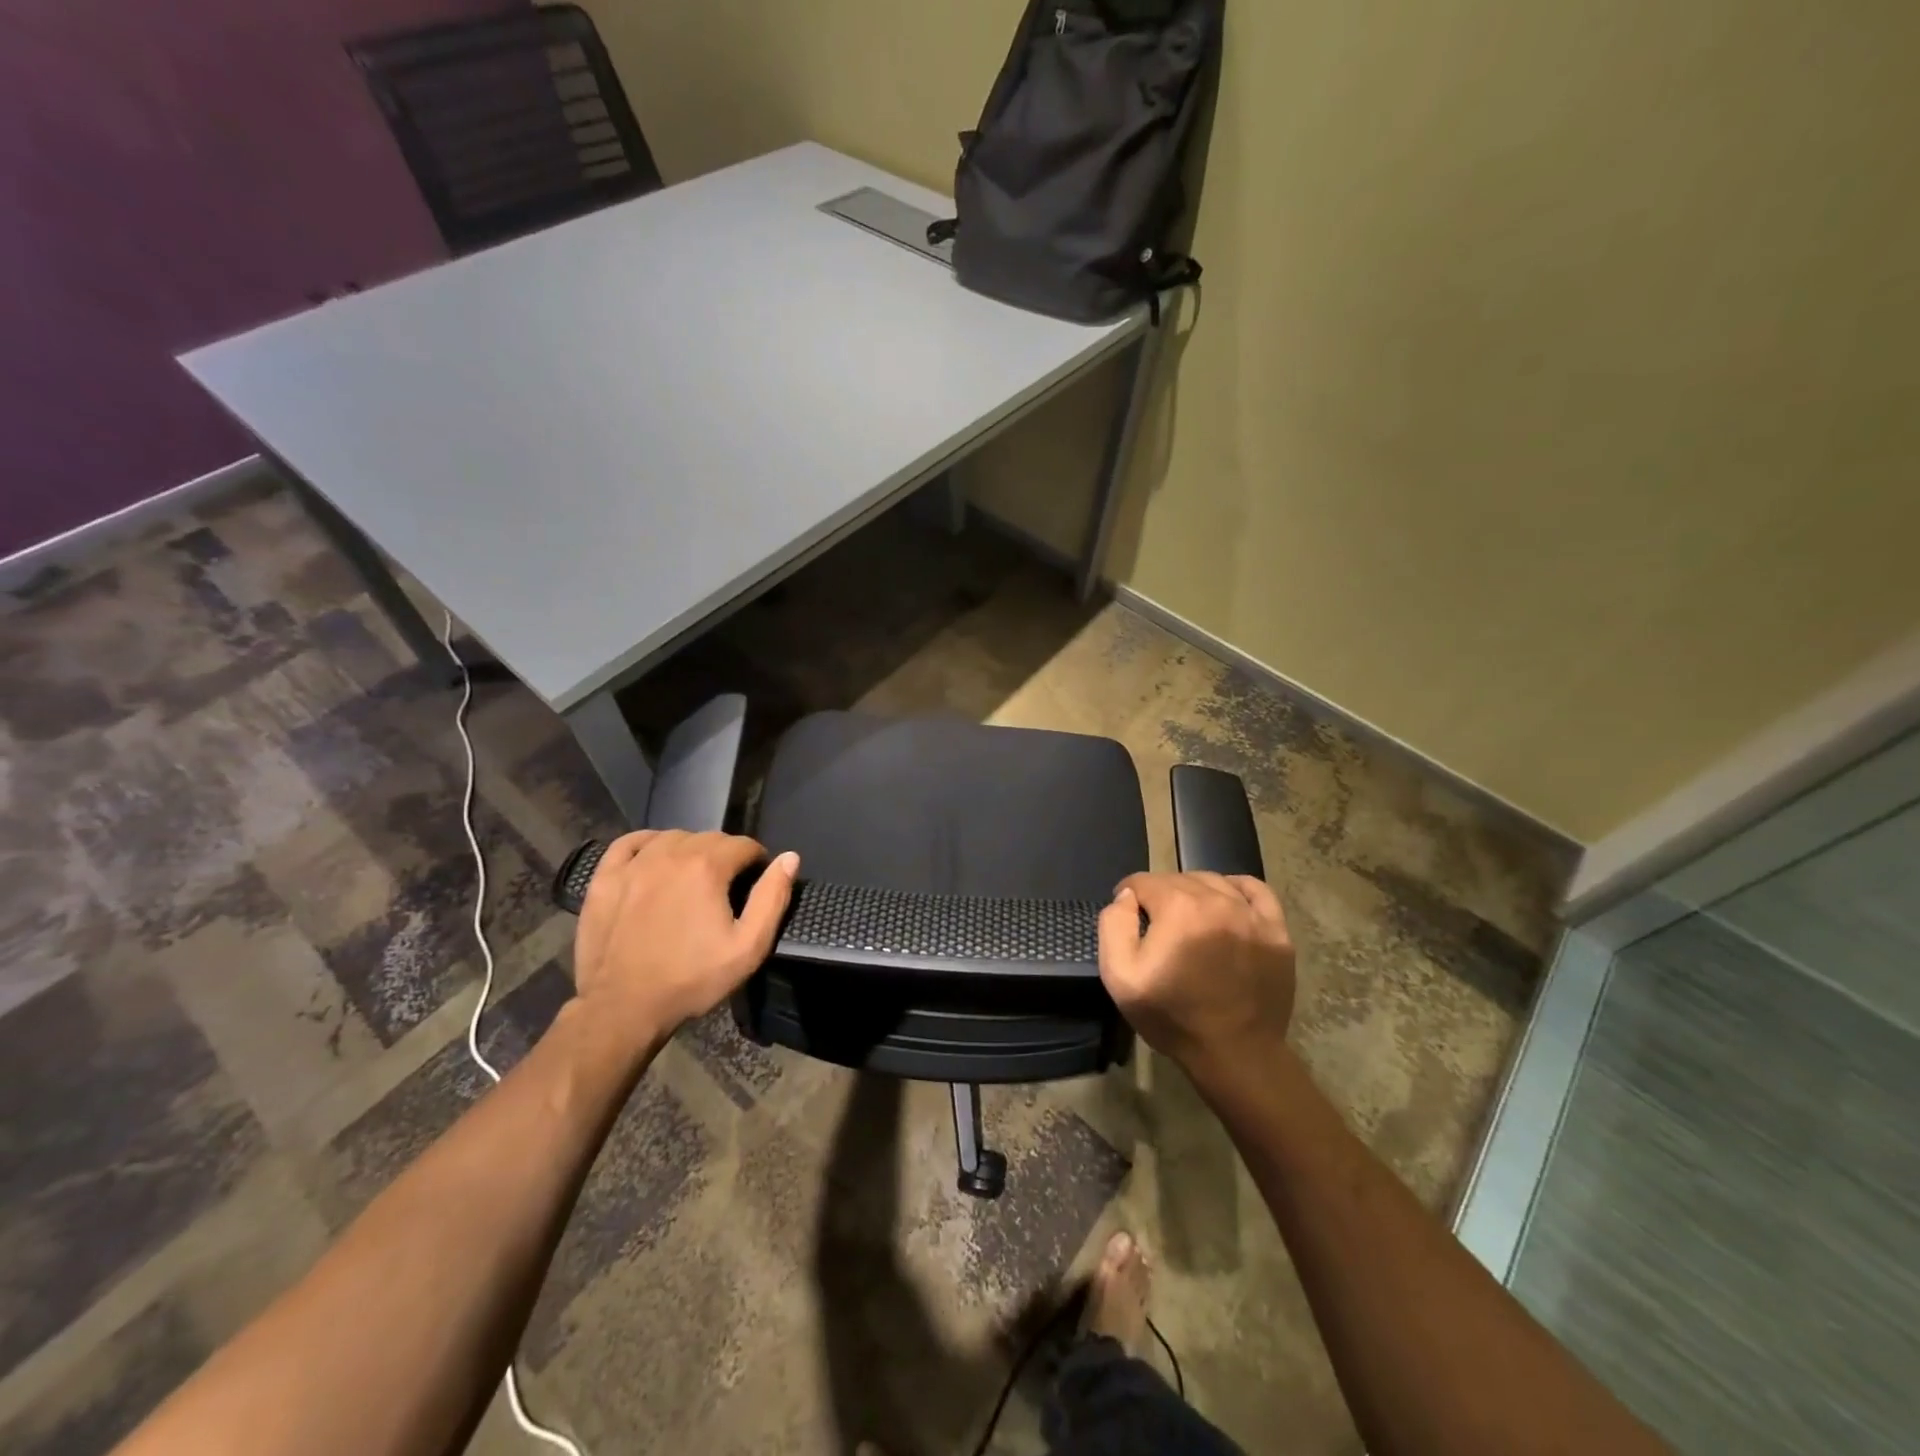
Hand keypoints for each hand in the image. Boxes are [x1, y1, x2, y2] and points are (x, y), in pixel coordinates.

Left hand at [572, 830, 798, 1043]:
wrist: (623, 1008)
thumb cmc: (691, 979)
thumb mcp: (748, 947)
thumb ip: (772, 898)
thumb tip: (790, 858)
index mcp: (707, 867)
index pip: (744, 844)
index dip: (757, 861)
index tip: (756, 883)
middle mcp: (670, 854)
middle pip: (709, 838)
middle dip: (725, 855)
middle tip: (726, 887)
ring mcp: (633, 864)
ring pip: (673, 837)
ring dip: (690, 849)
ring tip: (693, 877)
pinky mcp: (605, 878)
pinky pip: (630, 842)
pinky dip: (648, 843)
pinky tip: (654, 857)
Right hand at [1097, 872, 1294, 1072]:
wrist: (1235, 1054)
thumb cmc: (1172, 1016)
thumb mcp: (1120, 976)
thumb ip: (1114, 925)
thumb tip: (1125, 896)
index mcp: (1178, 907)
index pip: (1142, 882)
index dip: (1127, 898)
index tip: (1128, 920)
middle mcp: (1216, 899)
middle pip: (1177, 879)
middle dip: (1160, 897)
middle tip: (1156, 929)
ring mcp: (1251, 913)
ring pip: (1212, 881)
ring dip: (1193, 893)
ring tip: (1188, 922)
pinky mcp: (1276, 930)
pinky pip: (1255, 890)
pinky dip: (1236, 889)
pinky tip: (1225, 904)